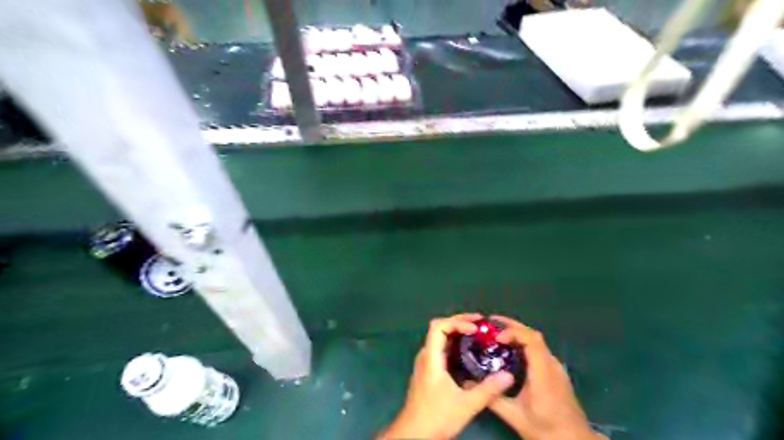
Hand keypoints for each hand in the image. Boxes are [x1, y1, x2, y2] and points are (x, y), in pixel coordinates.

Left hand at [381, 312, 519, 438]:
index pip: (439, 326)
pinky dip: (455, 345)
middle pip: (440, 329)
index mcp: (431, 357)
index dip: (457, 322)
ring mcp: (426, 363)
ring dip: (458, 333)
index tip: (476, 329)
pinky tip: (469, 353)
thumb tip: (508, 375)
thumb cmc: (436, 417)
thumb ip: (488, 390)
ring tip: (478, 335)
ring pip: (441, 339)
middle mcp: (426, 356)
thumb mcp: (466, 405)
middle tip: (481, 325)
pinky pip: (442, 350)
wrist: (413, 434)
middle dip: (460, 323)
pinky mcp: (429, 372)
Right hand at [484, 317, 604, 439]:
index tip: (495, 337)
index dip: (513, 332)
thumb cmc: (546, 429)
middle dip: (511, 326)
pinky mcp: (556, 372)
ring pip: (537, 341)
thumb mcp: (515, 416)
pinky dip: (523, 343)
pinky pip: (539, 349)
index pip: (531, 340)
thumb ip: (492, 398)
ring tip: (496, 335)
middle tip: (489, 324)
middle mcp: (552, 365)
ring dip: (517, 333)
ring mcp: (556, 367)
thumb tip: (468, 383)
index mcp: (543, 373)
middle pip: (533, 335)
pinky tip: (511, 351)